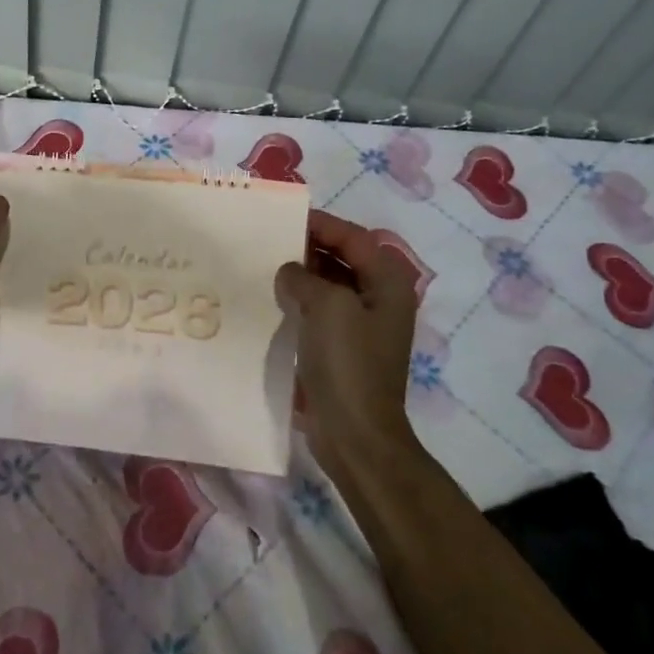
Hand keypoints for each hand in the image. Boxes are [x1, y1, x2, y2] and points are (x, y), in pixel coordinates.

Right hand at [275, 210, 420, 464]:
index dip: (322, 224)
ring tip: (265, 266)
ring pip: (330, 284)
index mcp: (388, 283)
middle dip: (310, 247)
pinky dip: (300, 301)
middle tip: (270, 239)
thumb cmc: (348, 362)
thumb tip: (289, 272)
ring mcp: (363, 326)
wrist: (355, 434)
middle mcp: (380, 299)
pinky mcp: (343, 348)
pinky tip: (272, 300)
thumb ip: (305, 276)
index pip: (355, 237)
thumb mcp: (327, 305)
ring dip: (302, 274)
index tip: (285, 218)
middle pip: (344, 258)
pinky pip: (320, 311)